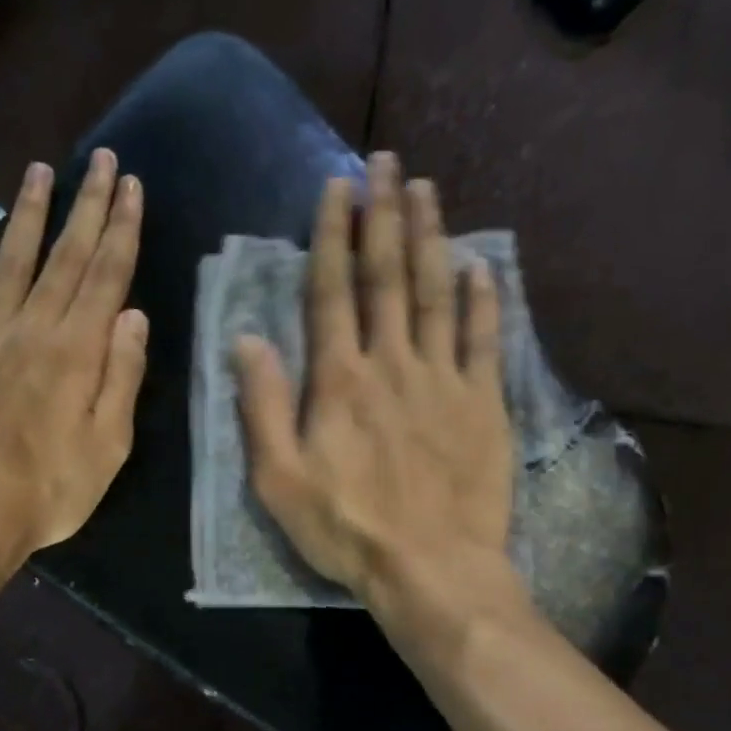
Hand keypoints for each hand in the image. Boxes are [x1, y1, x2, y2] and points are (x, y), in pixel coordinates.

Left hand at [0, 148, 147, 558]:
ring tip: (43, 171)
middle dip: (86, 205)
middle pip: (64, 256)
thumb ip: (121, 376)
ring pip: (13, 259)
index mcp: (77, 351)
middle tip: (100, 159)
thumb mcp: (108, 445)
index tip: (130, 185)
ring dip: (30, 213)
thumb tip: (132, 314)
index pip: (105, 275)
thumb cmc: (50, 489)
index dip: (120, 228)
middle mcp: (32, 328)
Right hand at [234, 153, 517, 616]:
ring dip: (430, 238)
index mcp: (339, 381)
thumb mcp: (279, 480)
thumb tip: (247, 340)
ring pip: (435, 294)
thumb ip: (263, 407)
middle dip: (383, 216)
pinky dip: (483, 299)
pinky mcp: (483, 403)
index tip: (337, 188)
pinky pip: (483, 339)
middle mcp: (392, 364)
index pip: (333, 292)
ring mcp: (444, 380)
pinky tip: (480, 266)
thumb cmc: (347, 529)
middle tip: (386, 163)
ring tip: (426, 190)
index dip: (333, 236)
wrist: (431, 567)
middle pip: (387, 277)